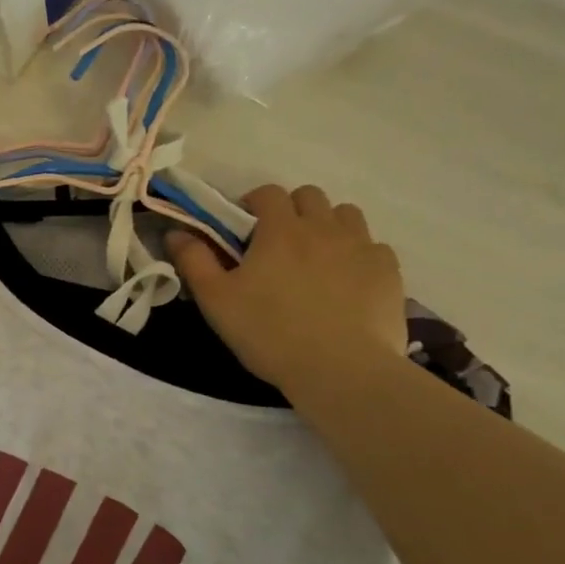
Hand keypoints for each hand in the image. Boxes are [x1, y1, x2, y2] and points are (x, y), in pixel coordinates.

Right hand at [165, 185, 406, 398]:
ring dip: (327, 226)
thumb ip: (194, 261)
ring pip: (346, 215)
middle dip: (291, 210)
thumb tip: (175, 233)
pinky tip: (346, 283)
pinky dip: (357, 255)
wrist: (341, 370)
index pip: (268, 193)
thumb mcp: (216, 301)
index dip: (253, 204)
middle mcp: (324, 227)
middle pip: (310, 196)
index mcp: (280, 230)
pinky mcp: (389, 271)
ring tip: (315, 259)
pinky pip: (373, 247)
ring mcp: (362, 247)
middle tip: (277, 244)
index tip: (243, 229)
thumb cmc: (269, 333)